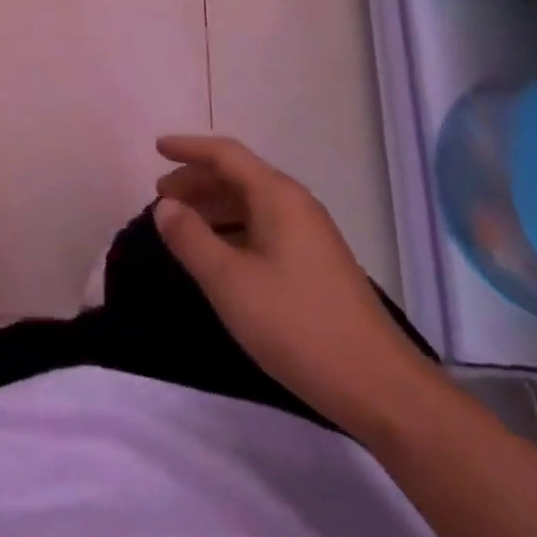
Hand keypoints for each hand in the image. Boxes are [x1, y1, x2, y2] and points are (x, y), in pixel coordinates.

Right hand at [153, 134, 441, 435]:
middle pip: (238, 176)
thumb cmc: (298, 326)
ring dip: (213, 206)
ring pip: (252, 204)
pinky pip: (264, 228)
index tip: (156, 148)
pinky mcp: (316, 265)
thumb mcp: (230, 283)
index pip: (226, 154)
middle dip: (197, 181)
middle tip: (161, 198)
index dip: (188, 148)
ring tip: (182, 226)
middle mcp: (296, 205)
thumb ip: (191, 239)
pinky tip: (219, 256)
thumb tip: (165, 206)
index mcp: (278, 197)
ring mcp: (310, 236)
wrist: (380, 388)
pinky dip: (233, 229)